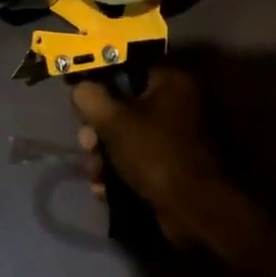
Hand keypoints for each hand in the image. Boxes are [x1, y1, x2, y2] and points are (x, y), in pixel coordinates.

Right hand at [71, 69, 236, 248]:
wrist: (194, 209)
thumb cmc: (155, 153)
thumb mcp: (113, 120)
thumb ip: (90, 97)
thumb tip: (81, 89)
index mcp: (170, 81)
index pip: (127, 67)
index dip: (100, 82)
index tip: (82, 101)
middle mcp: (178, 102)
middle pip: (125, 104)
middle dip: (99, 127)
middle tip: (86, 144)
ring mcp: (177, 135)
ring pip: (128, 135)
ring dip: (104, 153)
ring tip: (94, 172)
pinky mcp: (174, 164)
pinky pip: (139, 158)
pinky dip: (120, 170)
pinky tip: (103, 188)